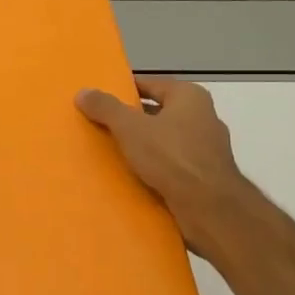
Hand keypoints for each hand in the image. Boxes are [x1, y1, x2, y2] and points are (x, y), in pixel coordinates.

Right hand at [76, 76, 257, 254]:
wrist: (210, 210)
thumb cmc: (172, 157)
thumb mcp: (130, 128)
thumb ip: (106, 107)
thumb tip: (83, 92)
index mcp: (189, 97)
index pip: (149, 84)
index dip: (124, 91)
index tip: (100, 100)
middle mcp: (203, 117)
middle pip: (157, 113)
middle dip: (131, 120)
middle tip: (101, 126)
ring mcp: (207, 149)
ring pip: (165, 141)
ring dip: (143, 147)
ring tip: (112, 153)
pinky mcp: (206, 177)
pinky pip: (173, 166)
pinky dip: (155, 169)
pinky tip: (134, 177)